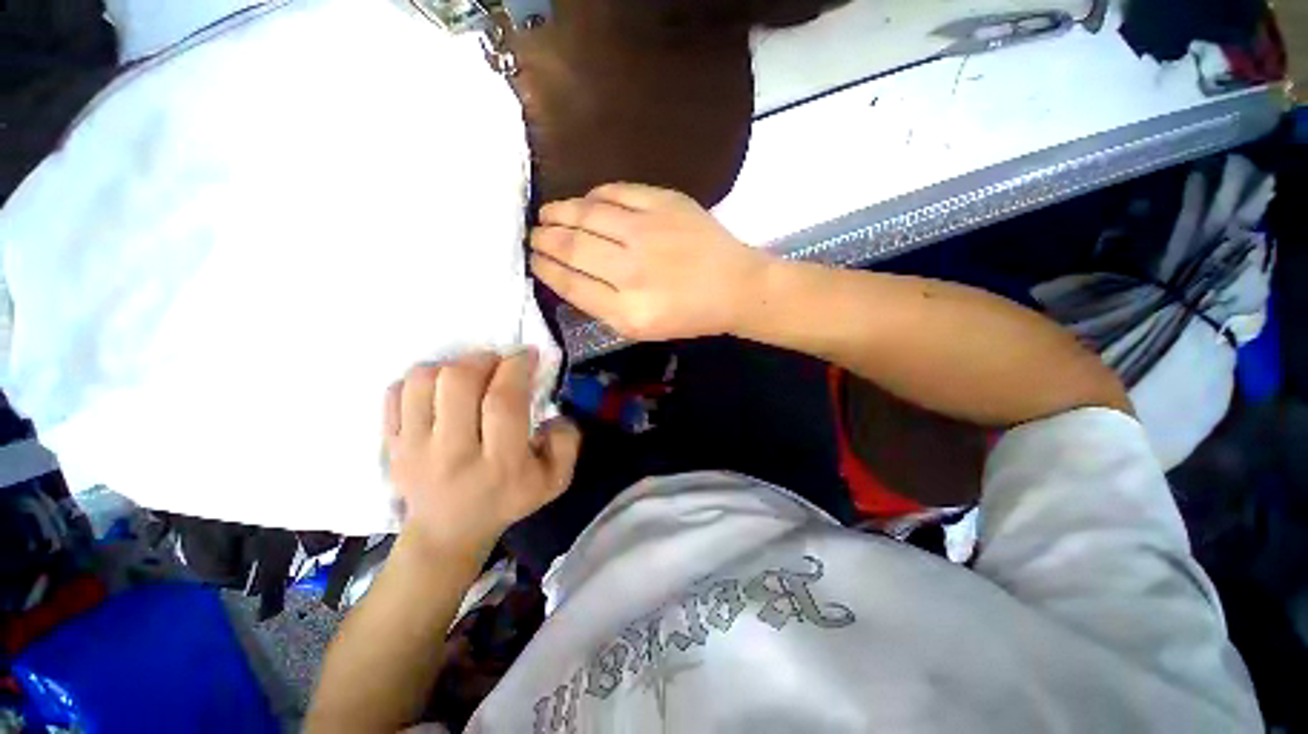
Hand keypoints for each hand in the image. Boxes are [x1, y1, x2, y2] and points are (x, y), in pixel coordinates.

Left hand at [384, 352, 580, 557]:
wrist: (449, 531)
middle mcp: (452, 454)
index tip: (527, 354)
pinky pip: (396, 392)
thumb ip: (567, 442)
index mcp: (499, 464)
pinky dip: (421, 379)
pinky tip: (442, 389)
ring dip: (453, 365)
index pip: (503, 401)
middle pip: (459, 382)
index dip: (516, 367)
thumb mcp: (555, 480)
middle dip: (484, 358)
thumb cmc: (508, 500)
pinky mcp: (392, 444)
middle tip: (498, 362)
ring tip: (470, 374)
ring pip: (424, 380)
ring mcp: (414, 449)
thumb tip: (554, 412)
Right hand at [529, 183, 772, 340]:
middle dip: (544, 239)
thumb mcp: (642, 329)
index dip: (545, 269)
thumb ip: (602, 307)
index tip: (532, 260)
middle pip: (572, 247)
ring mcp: (647, 232)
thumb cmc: (689, 315)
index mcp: (627, 311)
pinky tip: (585, 201)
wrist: (734, 287)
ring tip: (547, 214)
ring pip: (586, 214)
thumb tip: (567, 276)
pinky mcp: (664, 203)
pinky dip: (593, 195)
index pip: (571, 284)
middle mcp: (632, 270)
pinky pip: (615, 192)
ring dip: (558, 212)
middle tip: (533, 234)